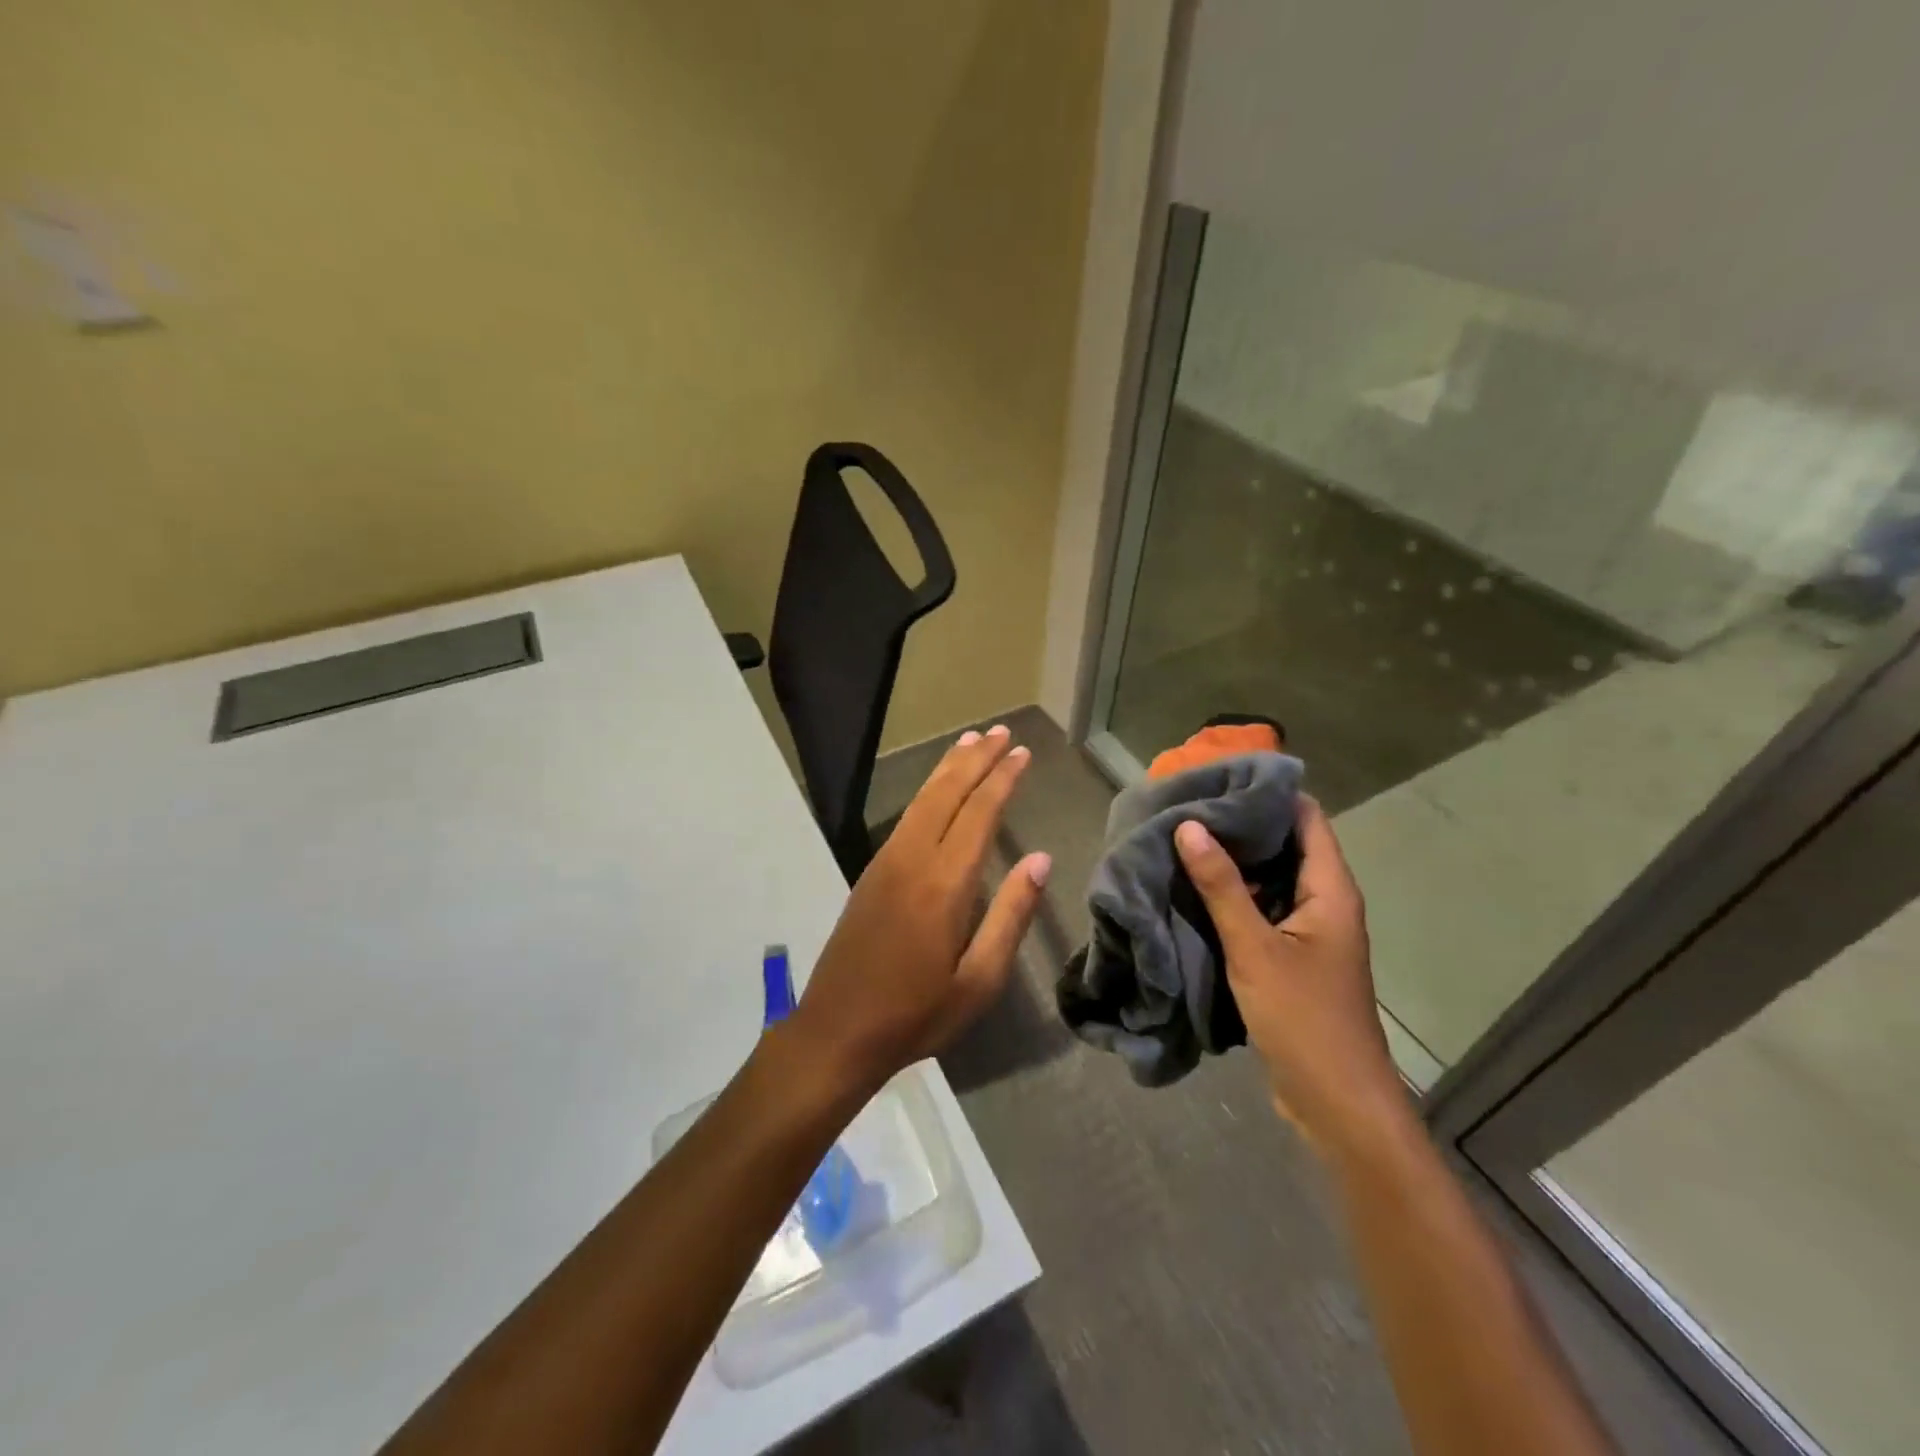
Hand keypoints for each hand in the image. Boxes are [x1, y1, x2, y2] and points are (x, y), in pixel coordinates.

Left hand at [789, 724, 1051, 1096]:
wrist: (837, 1031)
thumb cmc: (916, 1014)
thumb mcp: (979, 981)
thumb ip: (1010, 916)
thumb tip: (1040, 860)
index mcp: (944, 885)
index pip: (979, 814)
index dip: (1003, 780)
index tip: (1022, 753)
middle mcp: (912, 859)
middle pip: (947, 793)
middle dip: (976, 759)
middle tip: (1001, 732)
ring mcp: (886, 862)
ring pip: (922, 799)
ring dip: (948, 768)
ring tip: (972, 741)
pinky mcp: (871, 872)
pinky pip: (907, 816)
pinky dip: (928, 790)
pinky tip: (938, 788)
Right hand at [1174, 798, 1405, 1155]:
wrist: (1336, 1103)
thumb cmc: (1304, 1019)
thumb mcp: (1254, 948)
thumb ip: (1221, 887)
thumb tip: (1189, 825)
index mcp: (1330, 889)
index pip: (1305, 816)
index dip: (1267, 790)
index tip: (1218, 774)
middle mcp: (1324, 901)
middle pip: (1285, 843)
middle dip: (1239, 823)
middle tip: (1186, 803)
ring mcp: (1308, 930)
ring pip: (1269, 878)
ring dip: (1231, 861)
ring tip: (1181, 837)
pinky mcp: (1291, 955)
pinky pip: (1261, 909)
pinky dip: (1231, 894)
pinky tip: (1192, 888)